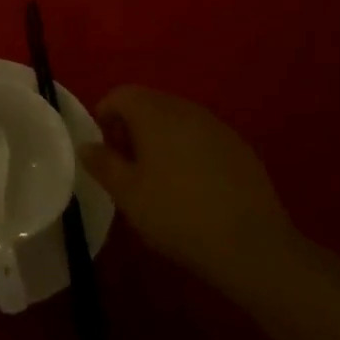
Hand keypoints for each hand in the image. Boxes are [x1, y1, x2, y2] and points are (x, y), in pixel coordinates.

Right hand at [80, 86, 301, 288]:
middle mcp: (186, 108)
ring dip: (162, 138)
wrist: (252, 245)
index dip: (105, 116)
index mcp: (154, 112)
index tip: (104, 149)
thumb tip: (87, 145)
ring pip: (178, 120)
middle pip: (150, 103)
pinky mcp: (241, 148)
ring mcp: (217, 126)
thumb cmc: (177, 214)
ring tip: (159, 178)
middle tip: (128, 165)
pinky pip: (203, 137)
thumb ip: (103, 163)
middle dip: (133, 127)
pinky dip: (190, 151)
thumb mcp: (127, 194)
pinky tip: (194, 187)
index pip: (121, 95)